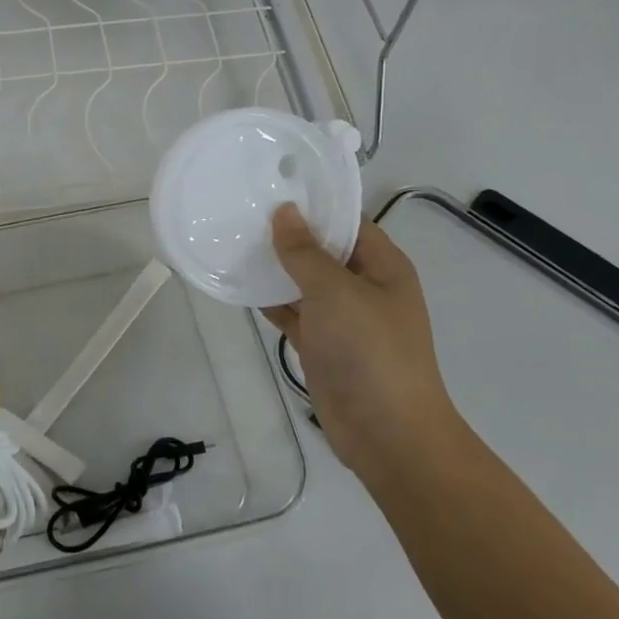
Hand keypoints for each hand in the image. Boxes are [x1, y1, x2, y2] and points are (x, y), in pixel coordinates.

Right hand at [261, 204, 463, 481]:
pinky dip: (268, 300)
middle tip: (241, 209)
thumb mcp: (335, 292)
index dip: (314, 204)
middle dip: (287, 234)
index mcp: (383, 267)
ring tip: (231, 238)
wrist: (387, 433)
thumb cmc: (370, 351)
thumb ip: (305, 252)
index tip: (273, 184)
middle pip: (322, 250)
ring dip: (273, 267)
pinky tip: (237, 284)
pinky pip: (291, 311)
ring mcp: (341, 317)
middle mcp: (364, 287)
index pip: (347, 221)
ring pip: (302, 281)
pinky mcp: (320, 344)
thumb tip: (284, 211)